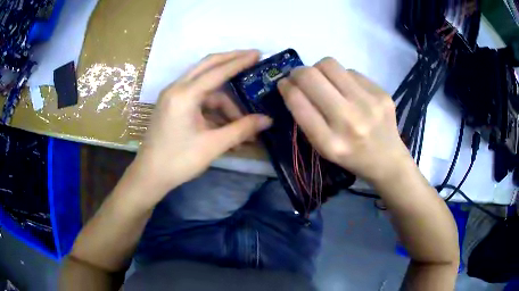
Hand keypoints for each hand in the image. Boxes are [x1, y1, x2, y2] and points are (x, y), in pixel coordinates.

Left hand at [130, 50, 271, 201]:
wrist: (150, 176)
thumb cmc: (179, 161)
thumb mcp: (213, 145)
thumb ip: (241, 129)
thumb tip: (267, 120)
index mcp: (184, 95)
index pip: (217, 71)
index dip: (240, 61)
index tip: (258, 53)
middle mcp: (176, 89)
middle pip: (207, 66)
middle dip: (230, 61)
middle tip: (251, 58)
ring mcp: (173, 96)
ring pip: (205, 88)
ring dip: (225, 102)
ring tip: (243, 122)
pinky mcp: (172, 106)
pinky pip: (198, 100)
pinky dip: (214, 109)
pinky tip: (227, 126)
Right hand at [278, 57, 410, 183]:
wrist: (387, 160)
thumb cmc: (350, 156)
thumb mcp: (322, 147)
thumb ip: (306, 118)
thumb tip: (291, 84)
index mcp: (329, 142)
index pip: (298, 101)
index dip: (286, 87)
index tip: (284, 84)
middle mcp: (349, 121)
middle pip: (311, 76)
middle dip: (299, 73)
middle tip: (301, 77)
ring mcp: (369, 104)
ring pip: (329, 65)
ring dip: (320, 70)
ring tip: (325, 82)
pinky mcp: (382, 93)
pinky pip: (351, 71)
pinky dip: (343, 78)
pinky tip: (349, 91)